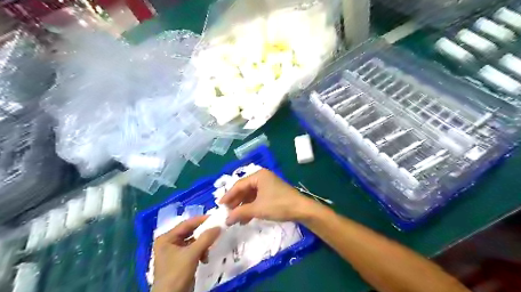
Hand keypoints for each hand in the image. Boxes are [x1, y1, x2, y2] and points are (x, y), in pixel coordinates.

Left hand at [153, 215, 221, 291]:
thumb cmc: (176, 273)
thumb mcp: (192, 254)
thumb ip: (206, 238)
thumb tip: (219, 226)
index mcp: (166, 238)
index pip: (186, 224)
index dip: (201, 220)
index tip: (215, 217)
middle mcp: (169, 242)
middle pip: (190, 232)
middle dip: (203, 233)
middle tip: (217, 230)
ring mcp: (175, 252)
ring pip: (194, 241)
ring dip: (203, 244)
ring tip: (210, 248)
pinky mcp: (181, 260)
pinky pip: (194, 250)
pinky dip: (201, 252)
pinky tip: (205, 258)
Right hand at [218, 168, 312, 223]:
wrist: (301, 209)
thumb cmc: (278, 205)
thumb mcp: (257, 208)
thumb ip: (240, 212)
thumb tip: (226, 219)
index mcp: (258, 175)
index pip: (239, 185)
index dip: (228, 196)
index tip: (219, 206)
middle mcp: (262, 177)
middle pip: (244, 189)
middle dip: (236, 202)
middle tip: (227, 213)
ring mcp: (268, 185)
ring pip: (250, 195)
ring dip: (243, 207)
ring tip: (235, 219)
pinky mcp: (272, 193)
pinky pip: (257, 199)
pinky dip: (251, 208)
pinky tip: (246, 219)